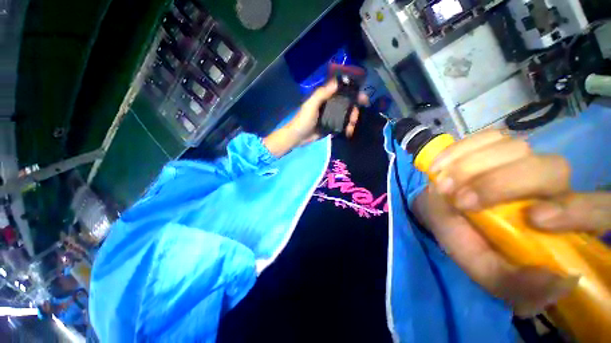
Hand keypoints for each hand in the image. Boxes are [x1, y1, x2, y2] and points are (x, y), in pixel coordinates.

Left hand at [264, 80, 367, 156]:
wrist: (298, 137)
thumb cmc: (303, 120)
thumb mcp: (311, 105)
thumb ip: (322, 94)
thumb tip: (338, 82)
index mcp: (325, 97)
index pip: (342, 91)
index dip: (353, 92)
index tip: (363, 98)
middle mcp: (330, 105)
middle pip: (348, 104)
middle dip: (354, 110)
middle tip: (355, 118)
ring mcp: (332, 116)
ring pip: (347, 115)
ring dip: (352, 120)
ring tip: (351, 128)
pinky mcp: (332, 126)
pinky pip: (343, 125)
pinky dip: (348, 128)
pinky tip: (348, 132)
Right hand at [413, 129, 610, 315]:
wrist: (438, 210)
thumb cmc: (463, 238)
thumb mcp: (485, 269)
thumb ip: (517, 285)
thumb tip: (563, 283)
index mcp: (558, 221)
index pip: (597, 209)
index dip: (576, 210)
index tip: (534, 219)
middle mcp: (549, 184)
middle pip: (548, 168)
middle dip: (499, 185)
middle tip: (460, 202)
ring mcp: (522, 158)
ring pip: (513, 148)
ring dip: (470, 167)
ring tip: (442, 185)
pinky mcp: (495, 144)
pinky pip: (485, 137)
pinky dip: (458, 151)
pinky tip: (440, 167)